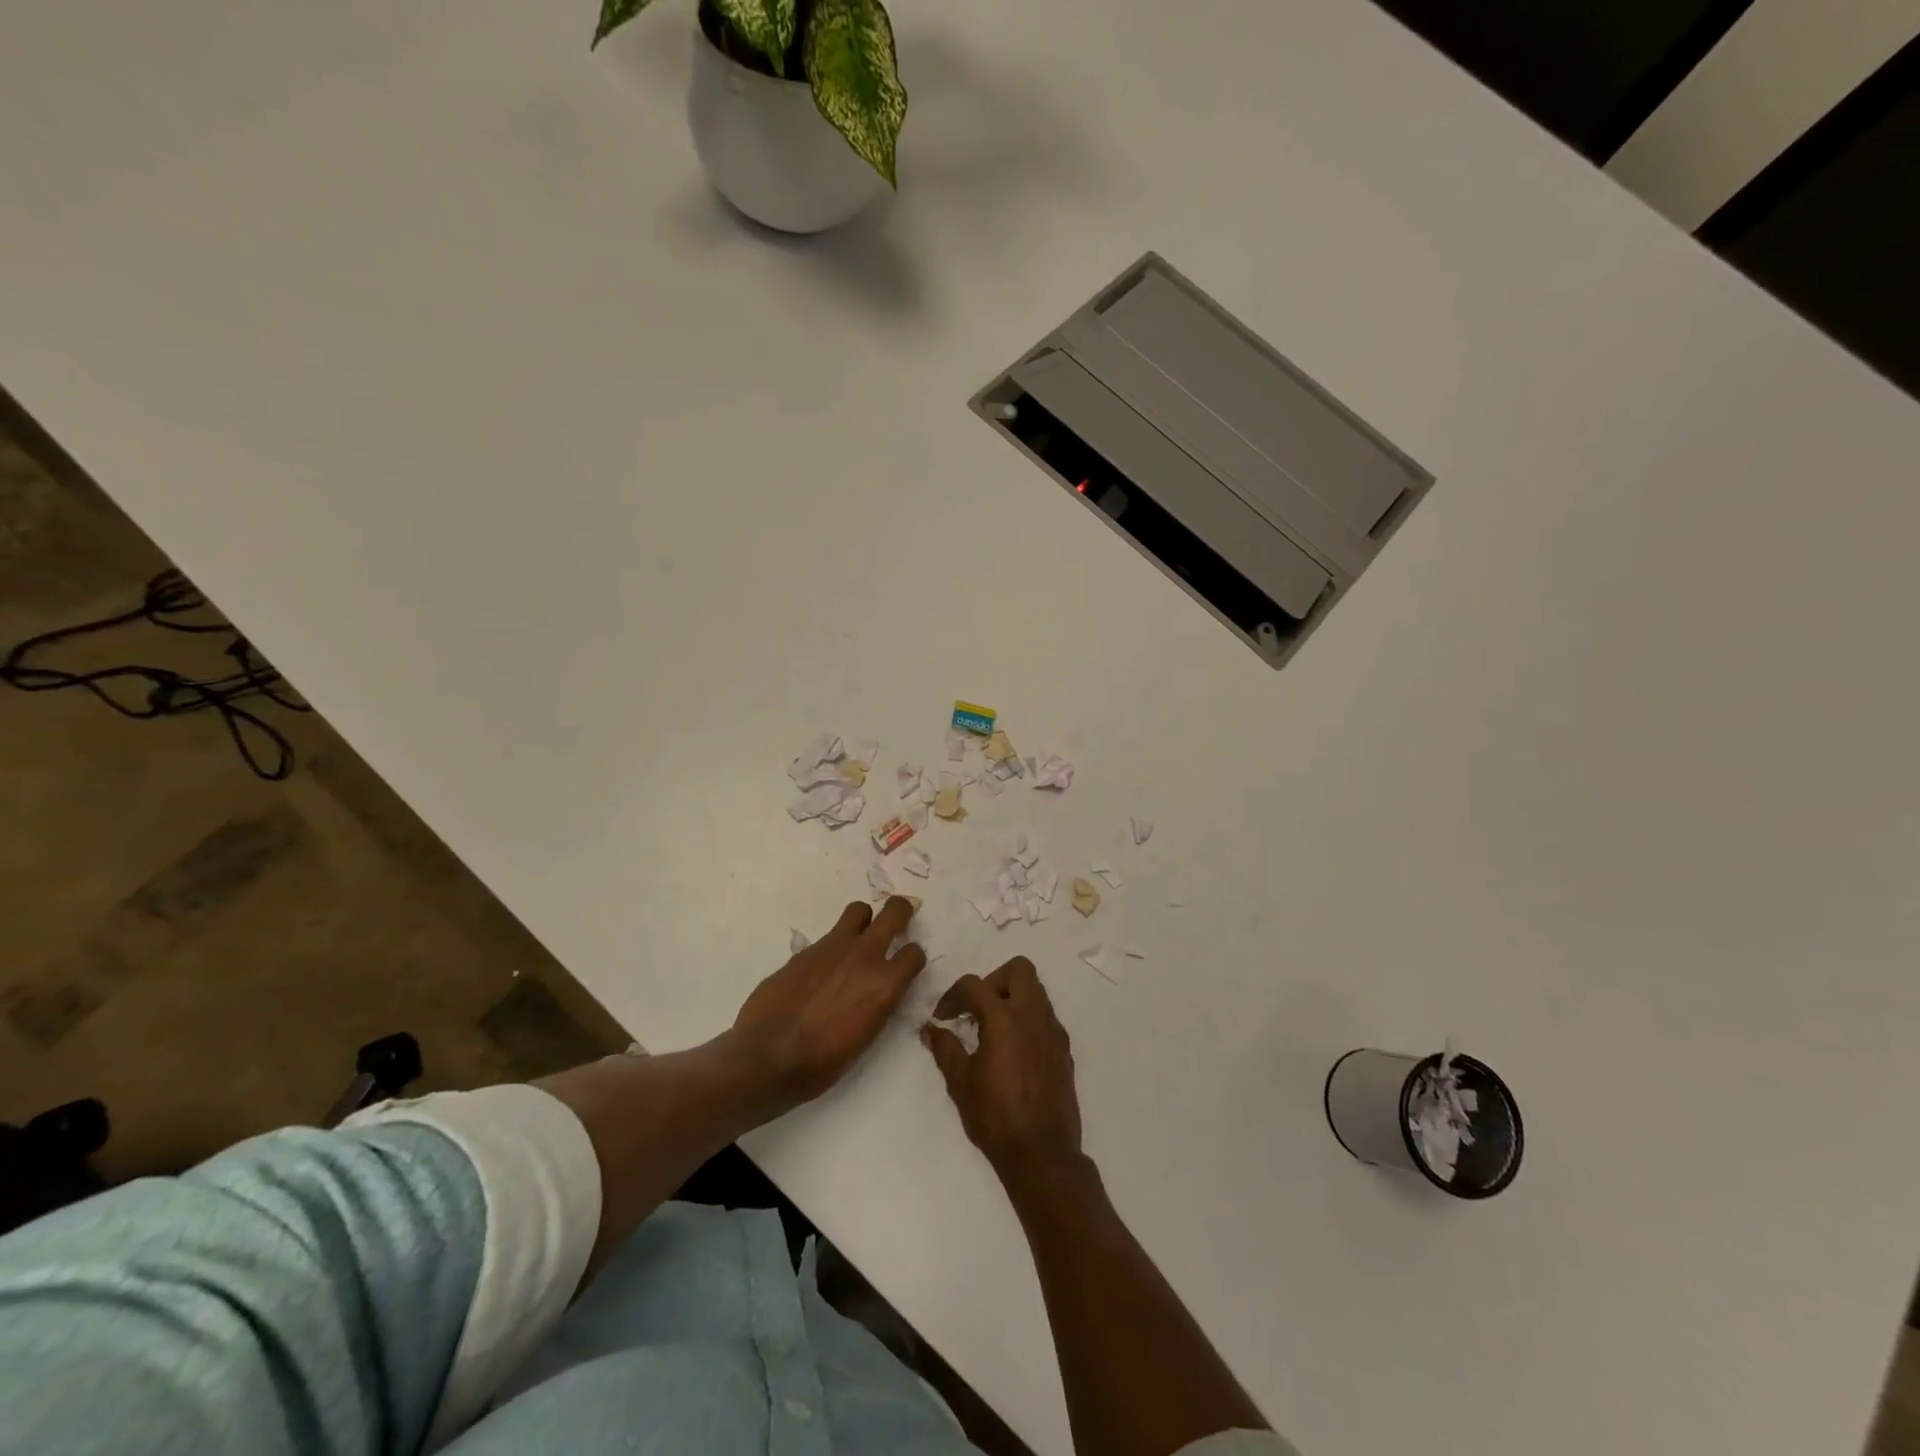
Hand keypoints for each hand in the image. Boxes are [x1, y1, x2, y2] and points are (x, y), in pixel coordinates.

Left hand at [732, 897, 926, 1107]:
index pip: (914, 953)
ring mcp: (833, 947)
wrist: (768, 1056)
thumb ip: (877, 1003)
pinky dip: (832, 947)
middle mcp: (864, 956)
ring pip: (859, 910)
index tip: (905, 967)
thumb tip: (878, 990)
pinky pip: (828, 936)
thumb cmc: (822, 1063)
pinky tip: (821, 971)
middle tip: (897, 923)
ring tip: (857, 939)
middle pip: (894, 911)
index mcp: (884, 985)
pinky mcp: (805, 950)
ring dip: (864, 921)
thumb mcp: (865, 1038)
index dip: (912, 959)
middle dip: (900, 912)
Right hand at [922, 957, 1082, 1193]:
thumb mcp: (960, 1083)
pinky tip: (1013, 1051)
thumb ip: (945, 1049)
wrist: (1042, 1154)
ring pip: (1036, 991)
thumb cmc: (995, 1117)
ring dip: (1012, 998)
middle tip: (977, 1009)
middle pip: (1019, 969)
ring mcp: (1053, 1031)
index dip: (953, 996)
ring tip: (992, 1029)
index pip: (975, 985)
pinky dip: (1027, 1020)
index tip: (942, 1017)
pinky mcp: (1064, 1050)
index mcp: (1004, 1018)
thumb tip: (931, 1030)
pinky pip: (1045, 1017)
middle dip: (994, 980)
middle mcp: (1033, 1015)